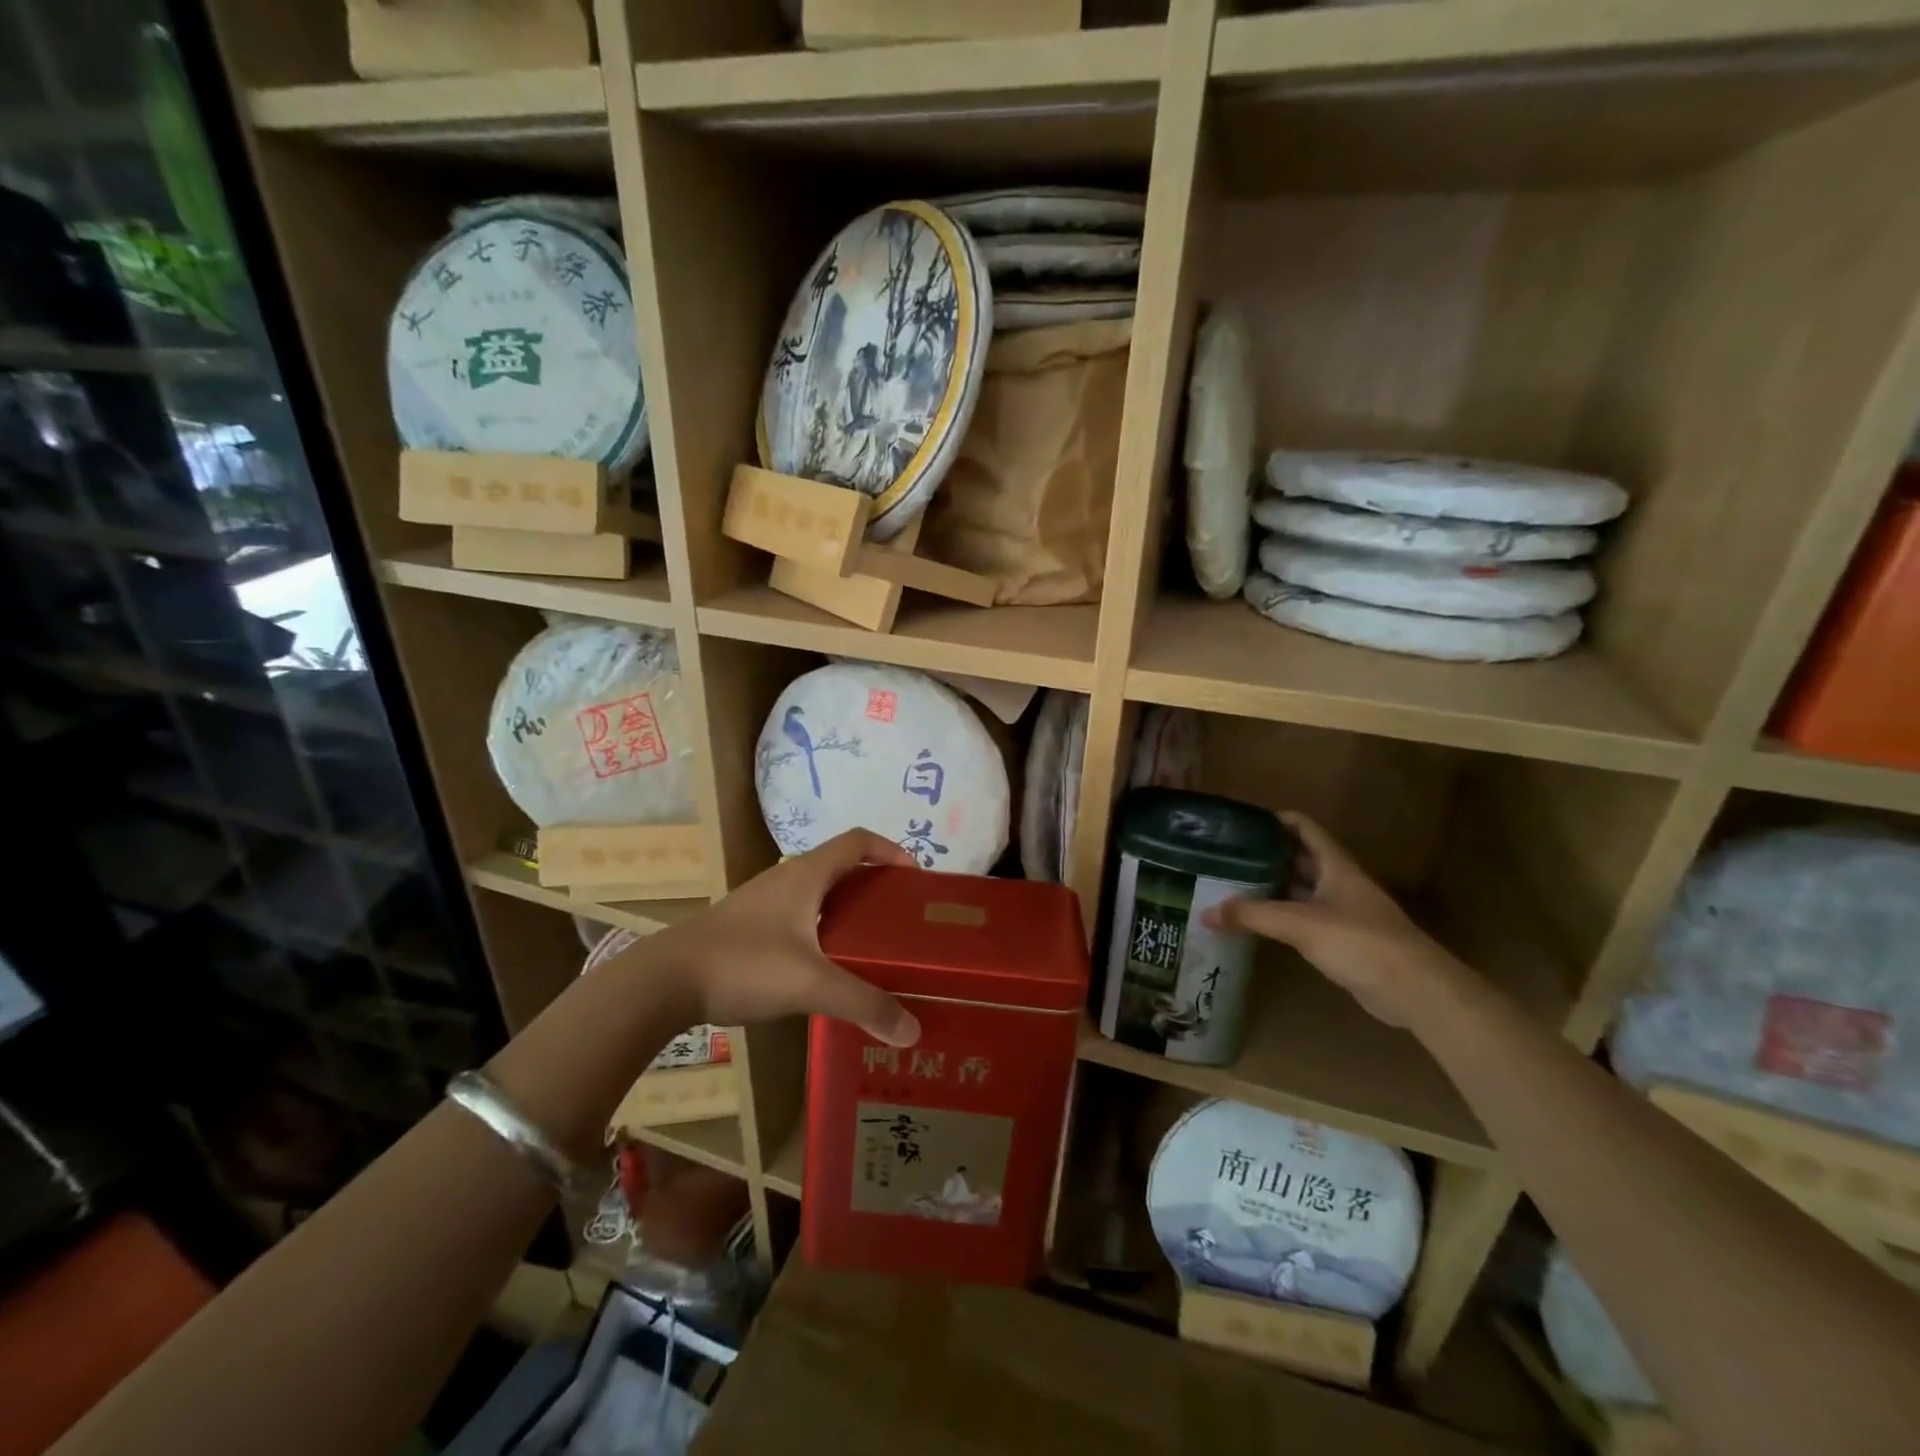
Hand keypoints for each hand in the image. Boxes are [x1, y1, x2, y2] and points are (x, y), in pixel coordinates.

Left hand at [650, 830, 921, 1046]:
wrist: (663, 981)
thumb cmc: (743, 964)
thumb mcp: (810, 984)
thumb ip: (863, 1003)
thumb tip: (913, 1030)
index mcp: (806, 874)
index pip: (858, 841)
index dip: (890, 851)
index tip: (915, 878)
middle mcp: (786, 877)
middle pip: (841, 866)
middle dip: (874, 884)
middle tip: (900, 918)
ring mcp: (763, 901)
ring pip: (818, 892)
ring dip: (847, 907)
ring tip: (872, 943)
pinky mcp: (747, 926)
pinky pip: (798, 915)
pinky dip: (823, 927)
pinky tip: (826, 965)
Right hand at [1202, 813, 1468, 1028]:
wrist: (1415, 990)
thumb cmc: (1360, 942)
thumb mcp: (1300, 923)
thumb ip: (1252, 916)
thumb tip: (1204, 912)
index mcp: (1335, 864)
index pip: (1302, 826)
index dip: (1272, 819)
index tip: (1237, 824)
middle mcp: (1337, 881)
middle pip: (1296, 857)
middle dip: (1263, 854)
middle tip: (1222, 856)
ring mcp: (1341, 911)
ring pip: (1298, 889)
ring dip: (1268, 886)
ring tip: (1228, 885)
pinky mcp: (1341, 939)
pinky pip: (1301, 918)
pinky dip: (1278, 915)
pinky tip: (1253, 922)